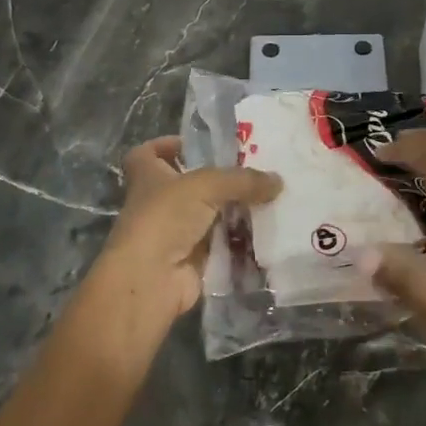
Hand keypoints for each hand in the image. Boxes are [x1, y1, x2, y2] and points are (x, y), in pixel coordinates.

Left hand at [80, 136, 281, 346]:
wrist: (151, 280)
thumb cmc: (165, 218)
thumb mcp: (206, 185)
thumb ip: (243, 180)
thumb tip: (278, 180)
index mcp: (147, 176)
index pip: (149, 153)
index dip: (168, 146)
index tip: (196, 146)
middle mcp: (158, 203)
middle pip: (189, 185)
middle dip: (219, 180)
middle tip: (254, 170)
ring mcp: (174, 233)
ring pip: (210, 215)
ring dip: (235, 210)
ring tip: (269, 198)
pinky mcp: (193, 259)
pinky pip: (222, 243)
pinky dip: (240, 239)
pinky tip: (267, 229)